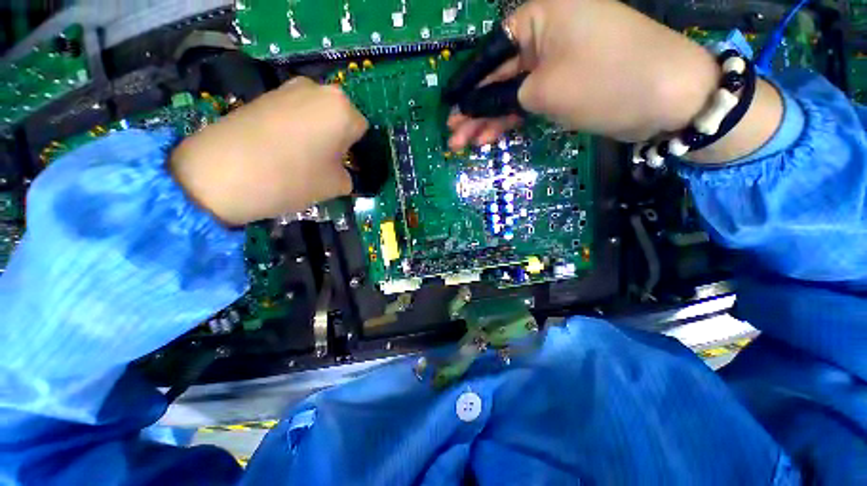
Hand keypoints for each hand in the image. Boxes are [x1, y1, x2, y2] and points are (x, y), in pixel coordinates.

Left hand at [171, 77, 367, 225]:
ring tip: (301, 158)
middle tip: (326, 164)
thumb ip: (349, 177)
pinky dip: (295, 130)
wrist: (220, 173)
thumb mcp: (336, 186)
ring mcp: (287, 89)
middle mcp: (317, 89)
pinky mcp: (263, 96)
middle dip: (338, 140)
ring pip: (317, 115)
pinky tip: (281, 149)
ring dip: (317, 135)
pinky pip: (293, 113)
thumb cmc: (293, 178)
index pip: (362, 130)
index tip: (346, 167)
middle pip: (339, 119)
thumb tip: (344, 173)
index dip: (357, 152)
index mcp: (342, 108)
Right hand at [447, 0, 720, 147]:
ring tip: (464, 144)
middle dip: (473, 109)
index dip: (465, 85)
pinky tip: (489, 138)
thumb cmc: (604, 80)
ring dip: (487, 120)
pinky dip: (508, 121)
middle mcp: (544, 34)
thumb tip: (473, 107)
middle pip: (497, 77)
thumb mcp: (543, 90)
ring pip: (510, 94)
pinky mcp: (563, 86)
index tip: (447, 106)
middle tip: (453, 136)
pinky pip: (526, 102)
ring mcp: (554, 62)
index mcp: (539, 16)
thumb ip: (502, 98)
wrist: (668, 98)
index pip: (489, 53)